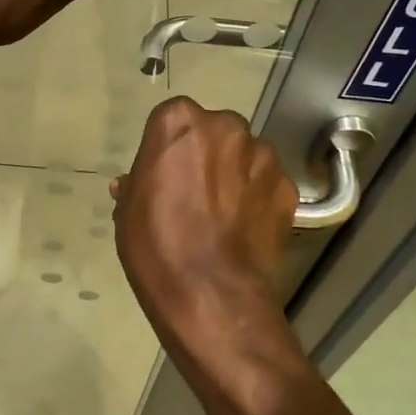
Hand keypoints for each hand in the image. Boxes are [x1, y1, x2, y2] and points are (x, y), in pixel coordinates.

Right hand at [113, 98, 298, 336]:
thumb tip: (134, 183)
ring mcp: (263, 156)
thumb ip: (136, 185)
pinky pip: (267, 184)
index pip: (172, 119)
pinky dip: (258, 199)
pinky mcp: (288, 188)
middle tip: (194, 193)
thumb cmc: (156, 247)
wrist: (211, 294)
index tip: (164, 174)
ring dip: (235, 174)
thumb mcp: (127, 213)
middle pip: (214, 132)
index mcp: (179, 123)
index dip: (167, 149)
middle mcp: (226, 127)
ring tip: (223, 215)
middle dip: (206, 155)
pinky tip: (245, 229)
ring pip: (245, 156)